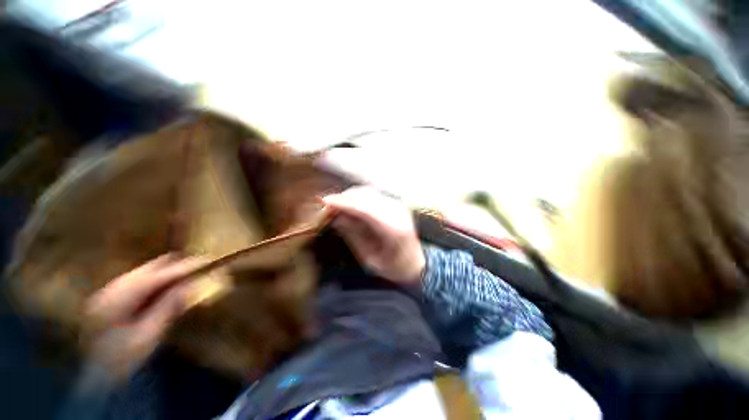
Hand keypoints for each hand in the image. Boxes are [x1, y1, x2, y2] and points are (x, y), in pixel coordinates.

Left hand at [83, 254, 203, 381]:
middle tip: (200, 269)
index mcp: (120, 298)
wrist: (94, 374)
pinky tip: (165, 291)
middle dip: (177, 266)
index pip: (160, 276)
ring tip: (186, 280)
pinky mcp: (112, 296)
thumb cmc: (122, 358)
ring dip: (168, 274)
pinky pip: (141, 281)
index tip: (207, 262)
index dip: (184, 268)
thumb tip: (189, 285)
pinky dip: (157, 282)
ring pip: (146, 272)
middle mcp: (114, 288)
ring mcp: (111, 290)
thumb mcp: (149, 336)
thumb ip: (168, 307)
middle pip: (152, 267)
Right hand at [323, 186, 424, 285]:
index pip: (364, 209)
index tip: (324, 201)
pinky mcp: (395, 203)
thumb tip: (336, 217)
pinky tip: (350, 205)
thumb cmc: (394, 267)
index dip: (344, 203)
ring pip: (369, 192)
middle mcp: (397, 212)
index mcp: (394, 229)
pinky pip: (373, 195)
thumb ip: (354, 236)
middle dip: (344, 198)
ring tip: (336, 206)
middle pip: (366, 196)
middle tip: (327, 206)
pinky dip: (358, 197)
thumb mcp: (370, 259)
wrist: (416, 262)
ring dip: (350, 196)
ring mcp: (398, 205)